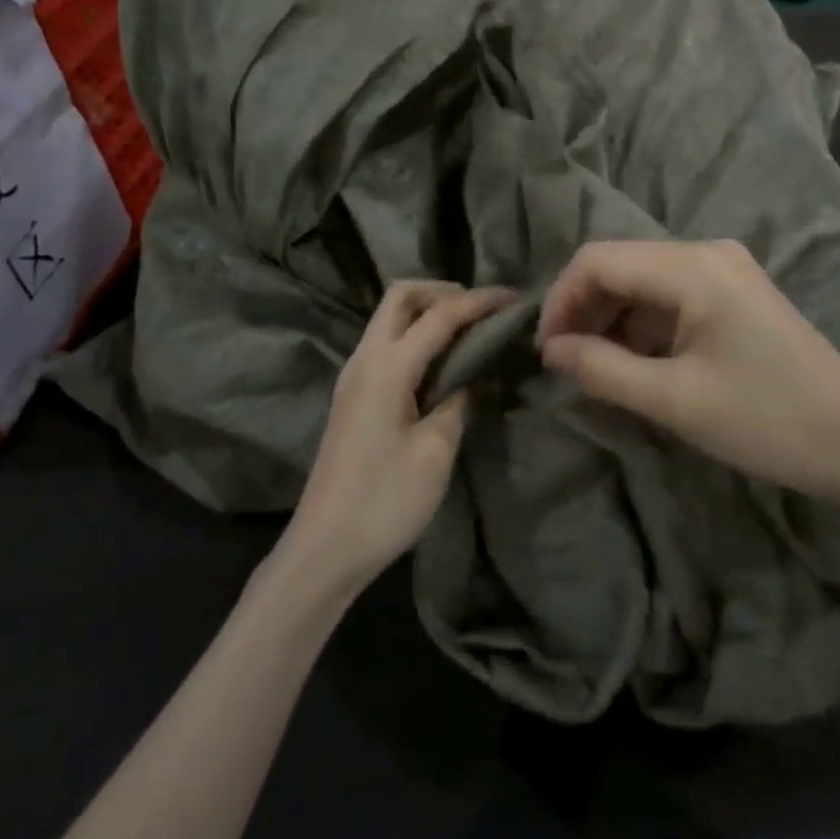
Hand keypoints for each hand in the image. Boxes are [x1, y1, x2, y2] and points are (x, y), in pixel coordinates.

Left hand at [284, 281, 510, 593]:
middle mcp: (365, 358)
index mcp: (386, 367)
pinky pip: (386, 343)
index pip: (438, 315)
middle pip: (401, 297)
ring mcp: (354, 375)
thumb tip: (467, 377)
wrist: (325, 547)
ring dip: (427, 311)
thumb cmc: (384, 501)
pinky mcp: (353, 394)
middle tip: (482, 310)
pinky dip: (415, 335)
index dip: (478, 302)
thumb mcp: (435, 452)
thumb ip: (456, 401)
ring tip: (469, 330)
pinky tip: (441, 359)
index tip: (514, 298)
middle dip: (443, 291)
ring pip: (390, 317)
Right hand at [537, 239, 839, 499]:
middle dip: (583, 310)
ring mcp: (724, 271)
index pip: (598, 260)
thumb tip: (550, 350)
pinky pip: (669, 298)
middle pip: (619, 266)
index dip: (560, 300)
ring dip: (610, 320)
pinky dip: (642, 327)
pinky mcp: (734, 294)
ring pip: (642, 282)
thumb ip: (602, 369)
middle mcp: (706, 253)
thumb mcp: (674, 400)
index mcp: (693, 267)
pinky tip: (634, 364)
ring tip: (593, 369)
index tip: (544, 350)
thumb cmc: (767, 420)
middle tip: (563, 362)